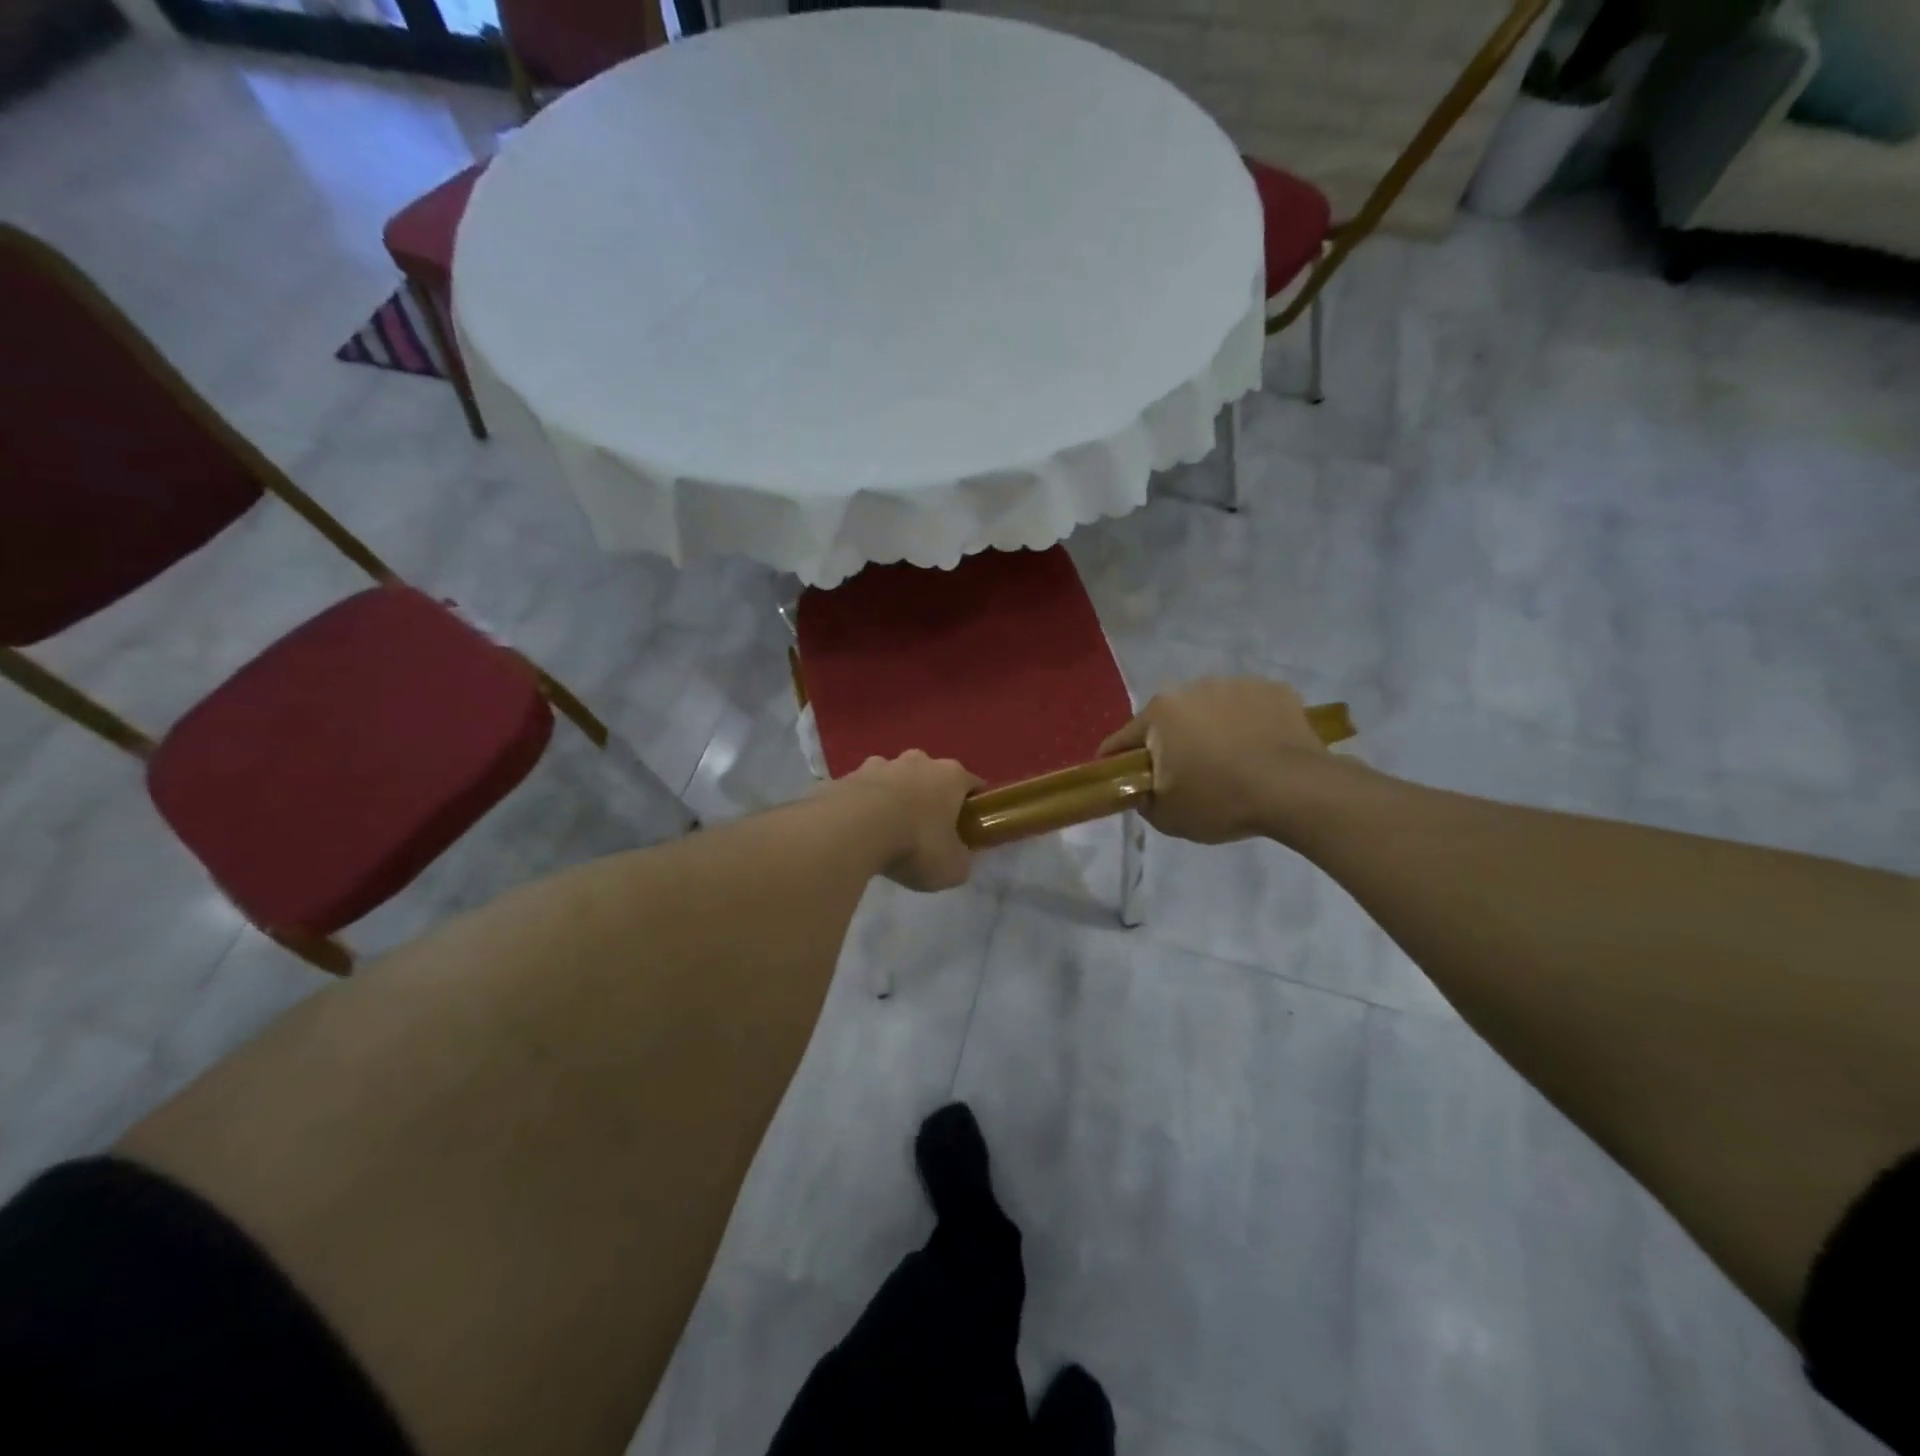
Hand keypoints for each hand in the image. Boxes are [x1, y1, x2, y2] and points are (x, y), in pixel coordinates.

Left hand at [831, 751, 982, 891]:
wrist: (851, 831)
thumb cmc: (915, 844)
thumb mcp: (952, 868)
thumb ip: (961, 860)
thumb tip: (958, 858)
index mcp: (951, 775)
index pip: (973, 785)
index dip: (973, 806)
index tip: (968, 828)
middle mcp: (917, 761)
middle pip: (931, 777)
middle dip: (930, 798)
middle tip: (926, 832)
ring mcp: (878, 764)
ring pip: (894, 779)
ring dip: (894, 799)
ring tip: (887, 831)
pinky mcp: (846, 776)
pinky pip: (861, 791)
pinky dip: (863, 806)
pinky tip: (858, 831)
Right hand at [1100, 677, 1331, 843]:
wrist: (1296, 790)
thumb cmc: (1221, 800)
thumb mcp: (1167, 816)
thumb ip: (1142, 799)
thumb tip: (1143, 789)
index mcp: (1160, 713)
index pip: (1123, 740)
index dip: (1118, 763)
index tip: (1124, 780)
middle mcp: (1192, 687)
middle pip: (1169, 719)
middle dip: (1171, 742)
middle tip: (1185, 775)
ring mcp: (1236, 684)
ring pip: (1211, 709)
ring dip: (1211, 729)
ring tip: (1230, 762)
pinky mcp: (1275, 689)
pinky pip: (1250, 708)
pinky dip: (1249, 724)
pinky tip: (1261, 750)